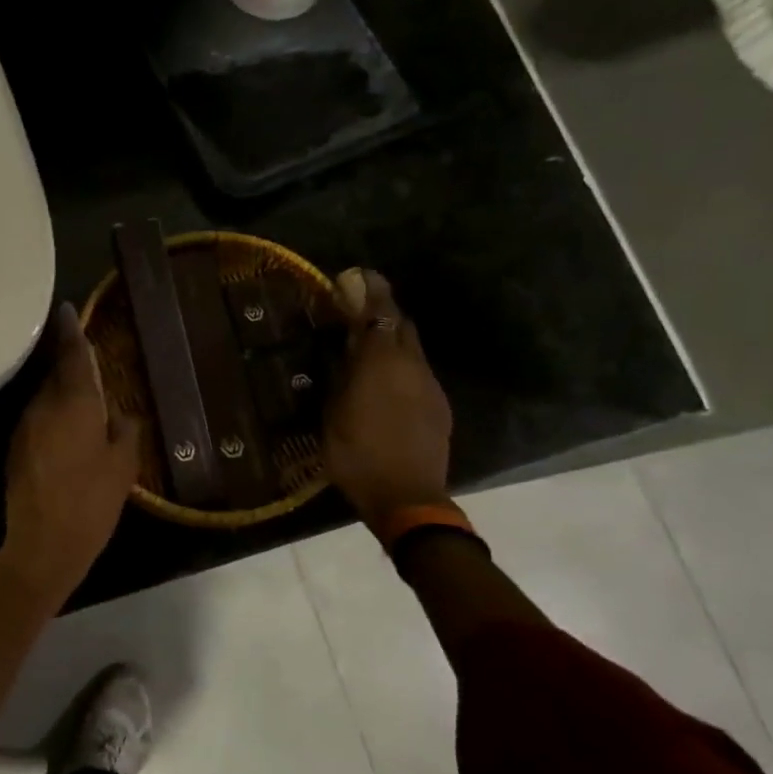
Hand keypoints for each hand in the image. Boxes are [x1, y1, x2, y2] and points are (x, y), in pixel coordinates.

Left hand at [1, 302, 141, 600]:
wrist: (42, 545)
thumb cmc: (91, 502)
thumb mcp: (123, 467)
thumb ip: (125, 431)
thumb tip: (122, 415)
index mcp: (75, 403)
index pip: (73, 355)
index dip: (72, 330)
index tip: (66, 308)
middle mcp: (44, 405)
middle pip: (56, 372)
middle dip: (68, 361)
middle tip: (85, 355)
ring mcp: (25, 426)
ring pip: (45, 395)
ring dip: (60, 390)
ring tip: (81, 393)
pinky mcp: (16, 447)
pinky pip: (38, 417)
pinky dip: (52, 413)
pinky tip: (66, 426)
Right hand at [322, 268, 453, 534]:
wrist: (407, 498)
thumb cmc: (356, 454)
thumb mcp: (333, 413)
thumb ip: (341, 374)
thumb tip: (343, 347)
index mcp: (381, 363)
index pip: (380, 312)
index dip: (371, 290)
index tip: (357, 275)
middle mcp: (412, 366)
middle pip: (401, 325)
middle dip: (382, 313)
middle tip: (358, 312)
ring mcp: (430, 387)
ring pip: (412, 350)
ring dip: (391, 342)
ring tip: (367, 351)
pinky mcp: (439, 407)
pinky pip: (418, 374)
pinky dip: (401, 368)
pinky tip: (385, 386)